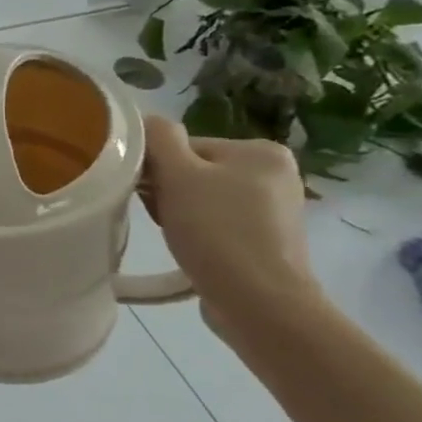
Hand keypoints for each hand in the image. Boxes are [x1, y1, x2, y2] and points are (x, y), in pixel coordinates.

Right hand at [140, 116, 323, 336]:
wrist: (258, 302)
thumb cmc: (217, 230)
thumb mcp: (178, 175)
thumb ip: (158, 139)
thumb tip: (145, 120)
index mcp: (261, 150)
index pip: (186, 146)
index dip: (157, 168)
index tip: (149, 193)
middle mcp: (276, 174)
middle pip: (194, 171)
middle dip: (168, 191)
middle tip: (159, 216)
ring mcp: (274, 209)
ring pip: (202, 198)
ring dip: (179, 212)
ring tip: (174, 235)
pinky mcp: (266, 240)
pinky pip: (217, 223)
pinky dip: (198, 231)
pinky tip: (191, 248)